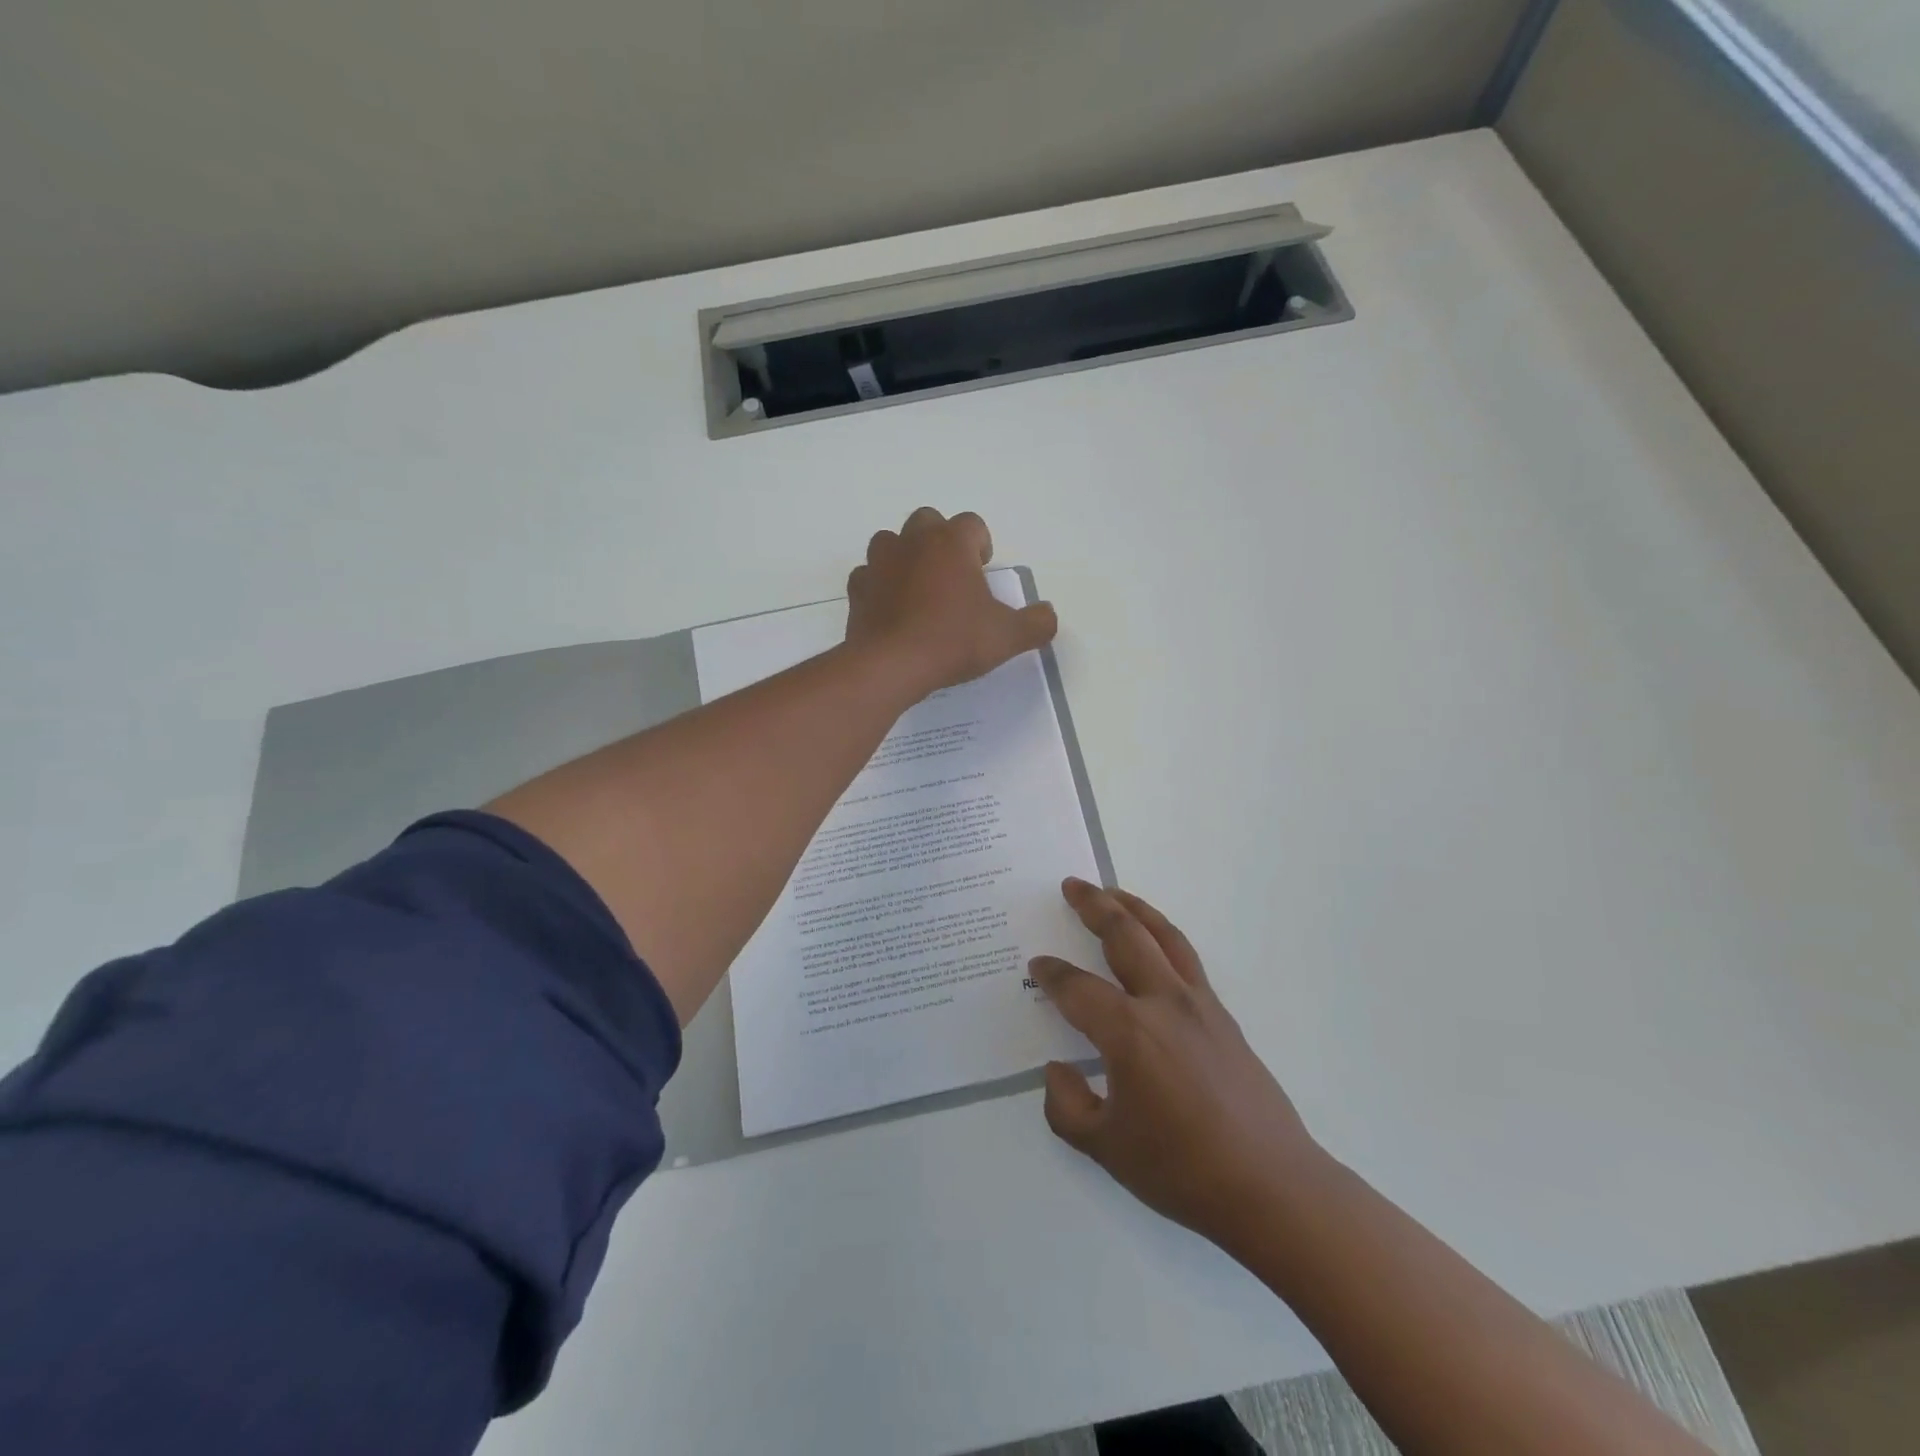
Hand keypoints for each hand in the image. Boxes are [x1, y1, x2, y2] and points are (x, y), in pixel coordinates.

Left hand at [845, 507, 1057, 697]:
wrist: (892, 665)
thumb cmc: (953, 641)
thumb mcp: (1007, 637)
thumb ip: (1036, 624)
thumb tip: (1048, 615)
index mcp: (951, 543)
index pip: (972, 524)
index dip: (981, 544)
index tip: (983, 571)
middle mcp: (913, 542)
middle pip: (928, 522)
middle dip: (941, 542)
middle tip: (953, 578)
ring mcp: (880, 563)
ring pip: (891, 542)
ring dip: (905, 557)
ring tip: (919, 590)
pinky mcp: (857, 589)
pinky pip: (868, 576)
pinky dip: (879, 586)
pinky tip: (891, 610)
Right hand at [1034, 879, 1326, 1250]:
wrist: (1271, 1186)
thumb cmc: (1182, 1170)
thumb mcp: (1106, 1149)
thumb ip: (1067, 1106)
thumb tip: (1058, 1069)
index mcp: (1129, 1032)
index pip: (1077, 988)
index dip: (1052, 975)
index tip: (1037, 966)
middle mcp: (1163, 1002)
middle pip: (1124, 935)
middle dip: (1094, 905)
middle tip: (1072, 885)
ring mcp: (1199, 1004)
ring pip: (1162, 935)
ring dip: (1133, 907)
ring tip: (1111, 892)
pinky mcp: (1222, 1015)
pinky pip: (1186, 957)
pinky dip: (1163, 934)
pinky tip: (1154, 941)